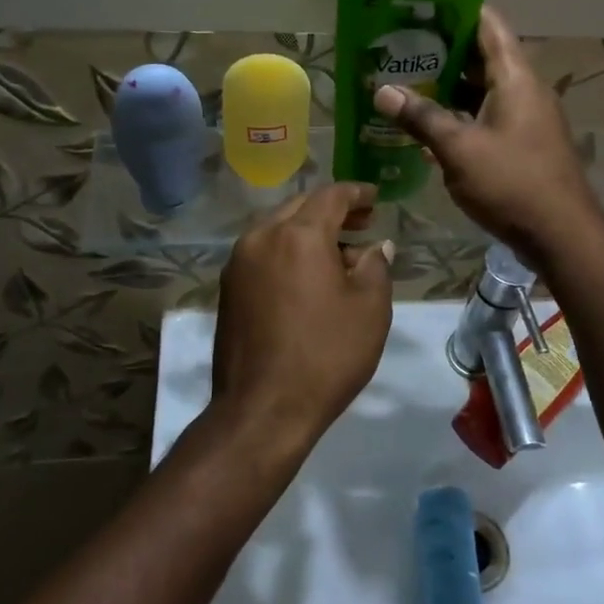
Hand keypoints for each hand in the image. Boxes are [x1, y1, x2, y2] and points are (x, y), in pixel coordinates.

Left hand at [209, 183, 394, 460]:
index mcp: (298, 235)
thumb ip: (375, 266)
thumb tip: (375, 247)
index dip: (357, 193)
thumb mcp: (370, 309)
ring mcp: (238, 263)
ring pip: (278, 228)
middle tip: (362, 223)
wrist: (263, 409)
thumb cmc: (326, 355)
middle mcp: (261, 237)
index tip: (376, 199)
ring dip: (308, 231)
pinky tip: (308, 275)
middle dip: (332, 210)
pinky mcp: (228, 288)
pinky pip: (263, 252)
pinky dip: (288, 251)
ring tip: (339, 252)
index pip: (331, 196)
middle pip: (300, 207)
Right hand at [374, 6, 600, 260]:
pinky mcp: (522, 143)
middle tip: (400, 44)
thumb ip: (420, 117)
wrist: (561, 235)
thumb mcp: (458, 149)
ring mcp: (525, 117)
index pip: (488, 25)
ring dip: (448, 85)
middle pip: (482, 56)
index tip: (421, 3)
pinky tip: (428, 123)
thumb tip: (381, 90)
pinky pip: (486, 115)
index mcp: (515, 77)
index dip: (457, 8)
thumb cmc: (511, 183)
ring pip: (482, 89)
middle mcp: (524, 89)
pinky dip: (459, 113)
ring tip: (405, 79)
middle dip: (442, 49)